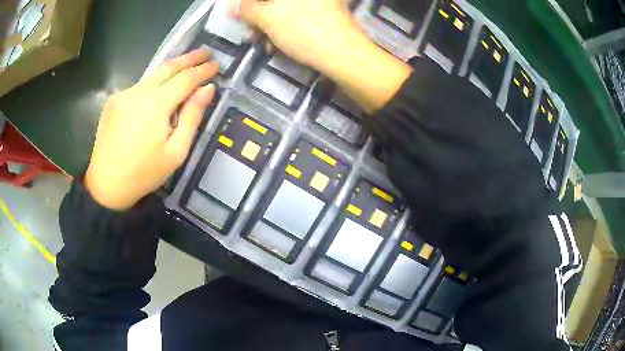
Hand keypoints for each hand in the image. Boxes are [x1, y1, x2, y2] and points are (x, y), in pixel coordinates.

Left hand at [85, 48, 217, 210]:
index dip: (202, 70)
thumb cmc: (144, 173)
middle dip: (189, 58)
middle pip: (168, 67)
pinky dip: (153, 84)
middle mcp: (138, 92)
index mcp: (155, 105)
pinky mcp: (114, 101)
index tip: (216, 64)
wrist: (106, 185)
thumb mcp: (176, 152)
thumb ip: (192, 117)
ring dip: (171, 68)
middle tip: (205, 52)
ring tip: (186, 64)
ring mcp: (123, 94)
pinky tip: (159, 90)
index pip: (185, 78)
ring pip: (152, 74)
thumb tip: (208, 89)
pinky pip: (139, 86)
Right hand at [230, 0, 358, 72]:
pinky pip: (299, 16)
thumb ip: (247, 9)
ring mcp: (320, 3)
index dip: (246, 4)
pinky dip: (285, 28)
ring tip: (263, 43)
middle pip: (274, 1)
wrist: (344, 54)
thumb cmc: (302, 30)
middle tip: (250, 32)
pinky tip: (278, 44)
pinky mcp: (326, 14)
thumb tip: (233, 7)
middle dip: (258, 15)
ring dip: (269, 25)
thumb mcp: (268, 18)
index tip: (236, 15)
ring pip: (286, 9)